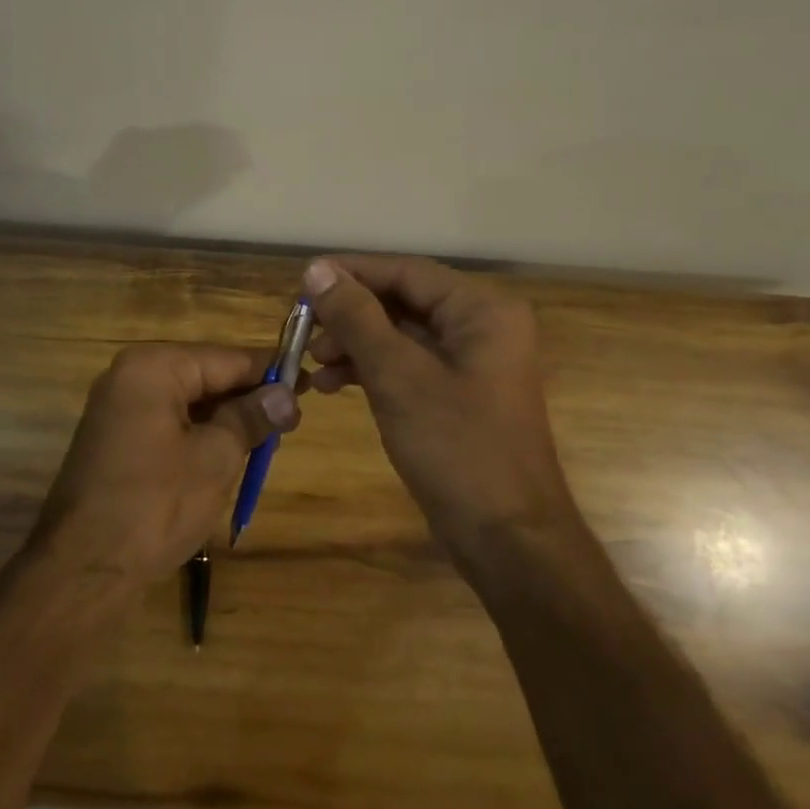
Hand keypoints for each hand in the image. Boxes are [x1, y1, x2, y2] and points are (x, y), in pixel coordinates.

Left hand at [30, 343, 299, 593]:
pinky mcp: (115, 439)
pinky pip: (167, 423)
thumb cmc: (155, 504)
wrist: (82, 569)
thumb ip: (251, 418)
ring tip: (266, 442)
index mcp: (153, 367)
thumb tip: (286, 395)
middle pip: (204, 375)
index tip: (306, 383)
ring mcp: (118, 408)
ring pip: (187, 402)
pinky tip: (227, 456)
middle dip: (246, 398)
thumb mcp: (215, 458)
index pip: (225, 358)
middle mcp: (130, 376)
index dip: (268, 372)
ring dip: (225, 420)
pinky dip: (198, 435)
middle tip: (290, 422)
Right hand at [303, 255, 576, 551]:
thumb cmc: (457, 448)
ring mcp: (470, 362)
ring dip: (354, 344)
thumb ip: (356, 317)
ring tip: (313, 363)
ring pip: (400, 335)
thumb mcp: (398, 377)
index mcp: (481, 310)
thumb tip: (316, 269)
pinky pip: (407, 365)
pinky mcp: (456, 394)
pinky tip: (332, 385)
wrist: (507, 539)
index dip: (351, 273)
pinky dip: (370, 370)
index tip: (301, 283)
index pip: (406, 271)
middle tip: (302, 329)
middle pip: (402, 301)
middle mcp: (481, 326)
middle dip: (349, 314)